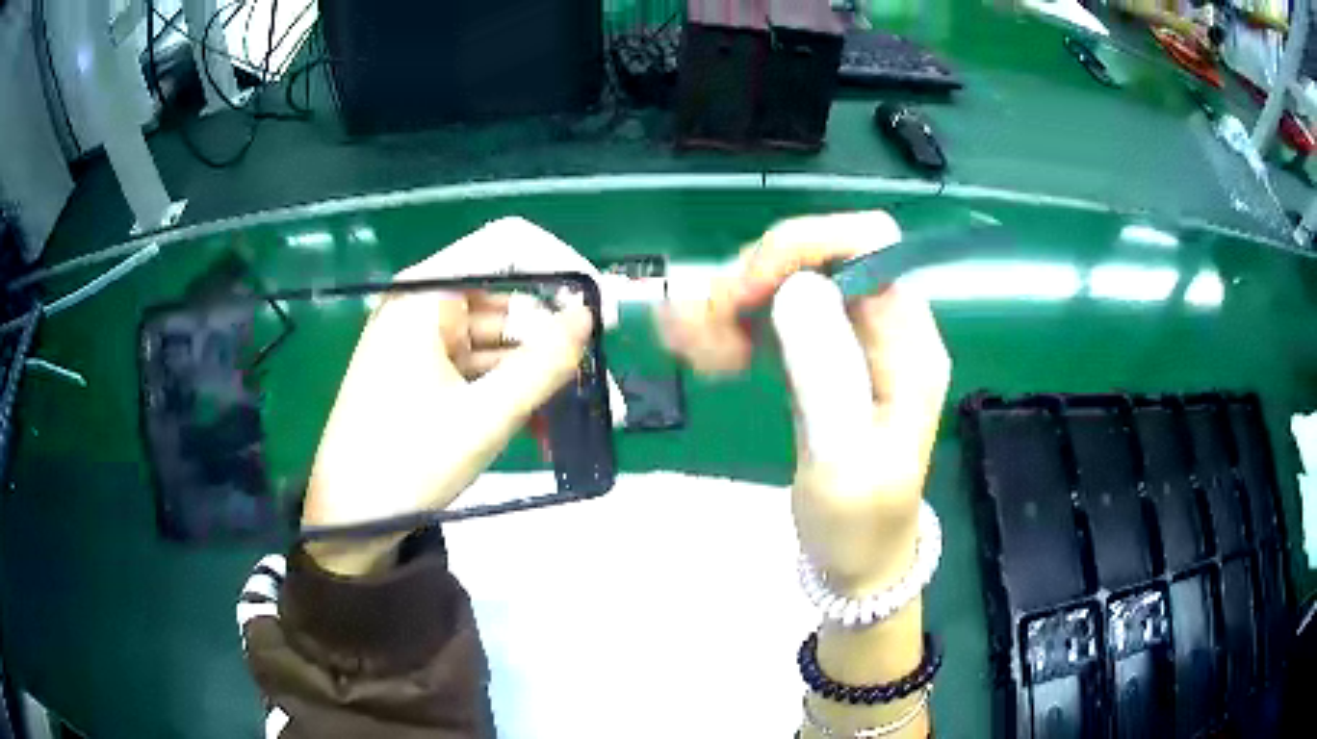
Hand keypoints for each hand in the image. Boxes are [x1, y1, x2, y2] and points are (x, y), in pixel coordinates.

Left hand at [302, 218, 595, 575]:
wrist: (350, 520)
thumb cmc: (407, 463)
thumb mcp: (484, 416)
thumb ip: (544, 363)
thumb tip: (589, 316)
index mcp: (426, 296)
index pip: (507, 247)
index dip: (561, 270)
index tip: (601, 314)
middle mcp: (424, 306)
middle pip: (509, 303)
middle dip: (556, 346)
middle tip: (601, 388)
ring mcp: (424, 342)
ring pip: (500, 343)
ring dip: (539, 379)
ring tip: (579, 420)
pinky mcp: (426, 374)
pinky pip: (481, 370)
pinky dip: (511, 395)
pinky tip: (542, 433)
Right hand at [662, 211, 950, 595]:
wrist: (859, 561)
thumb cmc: (859, 524)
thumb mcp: (843, 462)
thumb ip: (825, 374)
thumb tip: (798, 286)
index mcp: (907, 341)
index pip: (866, 243)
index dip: (802, 247)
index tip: (745, 293)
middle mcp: (883, 325)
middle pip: (816, 255)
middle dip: (753, 278)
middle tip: (701, 332)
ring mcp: (850, 338)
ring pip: (786, 281)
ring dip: (732, 300)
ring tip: (692, 347)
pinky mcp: (821, 356)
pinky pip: (774, 315)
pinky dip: (732, 322)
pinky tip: (701, 349)